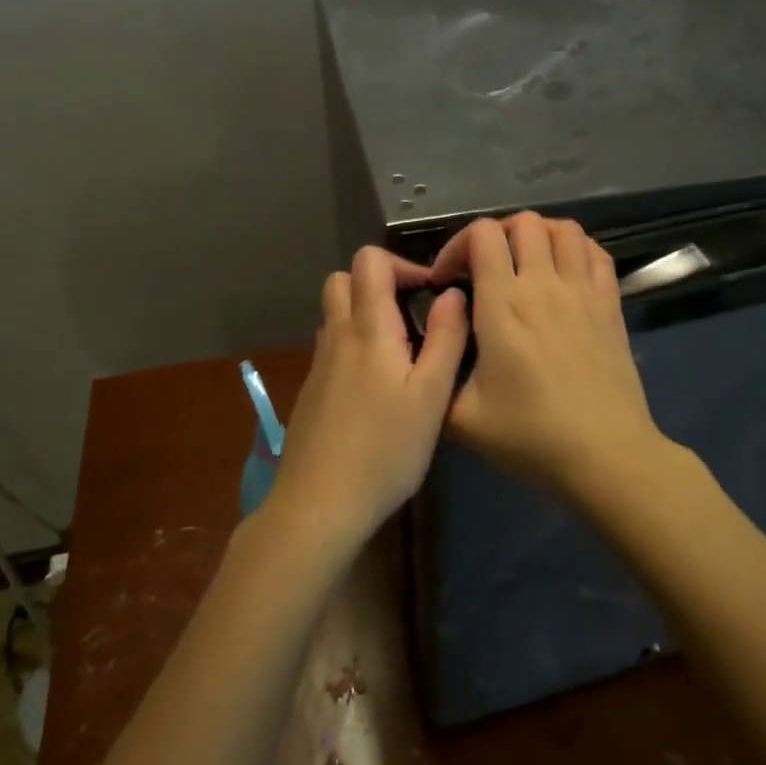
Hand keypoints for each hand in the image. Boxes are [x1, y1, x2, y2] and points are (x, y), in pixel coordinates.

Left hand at [269, 246, 468, 548]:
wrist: (319, 503)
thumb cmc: (385, 449)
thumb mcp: (431, 396)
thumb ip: (446, 338)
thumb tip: (453, 294)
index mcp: (367, 328)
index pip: (369, 260)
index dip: (402, 264)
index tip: (431, 292)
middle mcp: (337, 335)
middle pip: (343, 279)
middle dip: (379, 283)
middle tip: (413, 314)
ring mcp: (319, 363)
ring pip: (336, 313)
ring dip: (366, 313)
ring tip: (402, 350)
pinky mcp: (312, 389)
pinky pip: (333, 345)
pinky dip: (355, 343)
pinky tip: (379, 386)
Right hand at [431, 214, 670, 495]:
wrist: (604, 454)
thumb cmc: (530, 436)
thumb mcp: (462, 418)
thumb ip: (437, 374)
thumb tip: (432, 344)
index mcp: (503, 305)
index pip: (482, 235)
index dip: (458, 245)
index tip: (448, 280)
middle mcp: (544, 284)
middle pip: (524, 222)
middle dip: (496, 235)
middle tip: (485, 269)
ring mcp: (583, 291)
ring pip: (564, 229)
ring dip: (539, 235)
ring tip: (524, 263)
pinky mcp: (611, 304)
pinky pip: (597, 253)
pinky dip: (577, 249)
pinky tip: (564, 272)